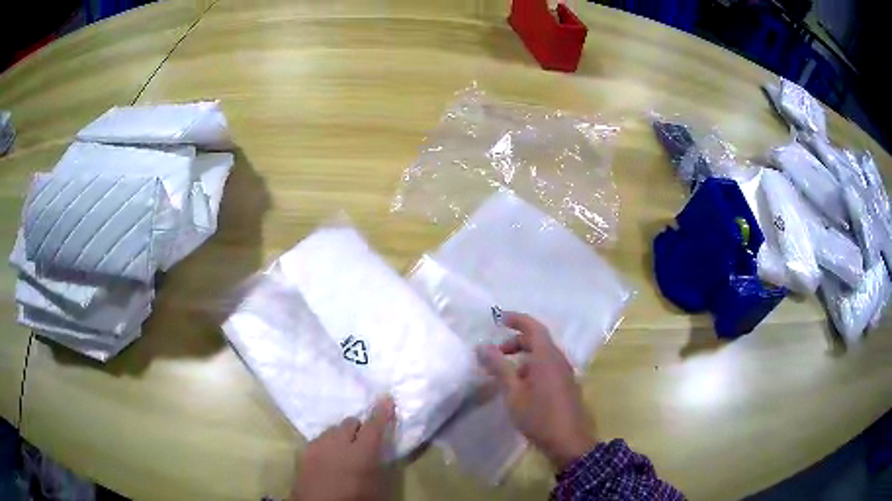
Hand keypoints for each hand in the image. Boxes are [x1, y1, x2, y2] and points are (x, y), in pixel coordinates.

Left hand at [292, 398, 394, 500]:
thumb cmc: (355, 499)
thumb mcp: (377, 486)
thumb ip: (379, 464)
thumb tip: (380, 449)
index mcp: (361, 453)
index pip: (374, 426)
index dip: (382, 412)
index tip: (386, 398)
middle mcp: (338, 443)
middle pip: (350, 422)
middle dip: (358, 428)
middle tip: (363, 441)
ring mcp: (318, 446)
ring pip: (333, 429)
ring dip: (341, 435)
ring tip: (344, 450)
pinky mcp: (304, 452)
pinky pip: (319, 439)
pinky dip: (327, 444)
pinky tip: (329, 457)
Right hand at [478, 312, 596, 470]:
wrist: (569, 442)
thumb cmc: (539, 416)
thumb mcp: (513, 392)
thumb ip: (498, 367)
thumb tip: (482, 346)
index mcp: (547, 357)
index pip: (533, 327)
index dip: (516, 319)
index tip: (498, 318)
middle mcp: (558, 360)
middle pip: (538, 340)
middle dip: (515, 342)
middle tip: (495, 353)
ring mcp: (565, 373)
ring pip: (542, 355)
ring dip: (523, 356)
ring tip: (504, 372)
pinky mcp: (566, 385)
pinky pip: (547, 367)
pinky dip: (531, 368)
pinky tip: (519, 386)